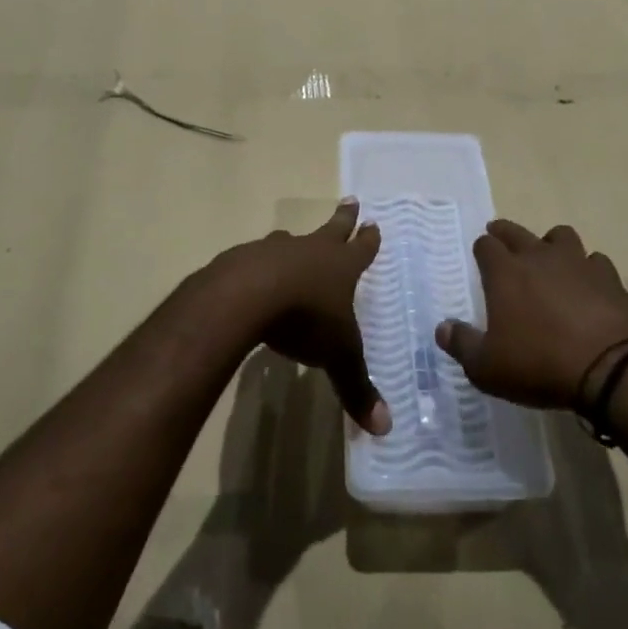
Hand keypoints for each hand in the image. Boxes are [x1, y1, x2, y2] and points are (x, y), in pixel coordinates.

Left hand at [208, 200, 389, 436]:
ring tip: (293, 237)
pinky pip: (256, 257)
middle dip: (344, 217)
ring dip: (296, 240)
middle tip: (351, 199)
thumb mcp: (337, 357)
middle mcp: (310, 251)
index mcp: (340, 267)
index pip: (362, 249)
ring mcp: (275, 251)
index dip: (369, 239)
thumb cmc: (305, 319)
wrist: (248, 295)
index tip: (374, 222)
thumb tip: (385, 429)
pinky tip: (253, 273)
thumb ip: (357, 389)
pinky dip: (259, 262)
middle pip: (332, 229)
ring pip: (290, 240)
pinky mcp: (242, 259)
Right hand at [437, 220, 627, 409]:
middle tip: (500, 237)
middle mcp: (539, 257)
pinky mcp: (609, 277)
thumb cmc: (539, 364)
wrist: (610, 367)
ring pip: (560, 236)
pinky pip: (595, 262)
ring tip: (549, 257)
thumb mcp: (487, 367)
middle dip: (505, 233)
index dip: (481, 249)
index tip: (480, 254)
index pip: (486, 246)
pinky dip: (588, 269)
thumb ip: (462, 345)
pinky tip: (588, 285)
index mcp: (505, 273)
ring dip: (551, 243)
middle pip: (517, 231)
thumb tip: (441, 328)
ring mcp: (577, 263)